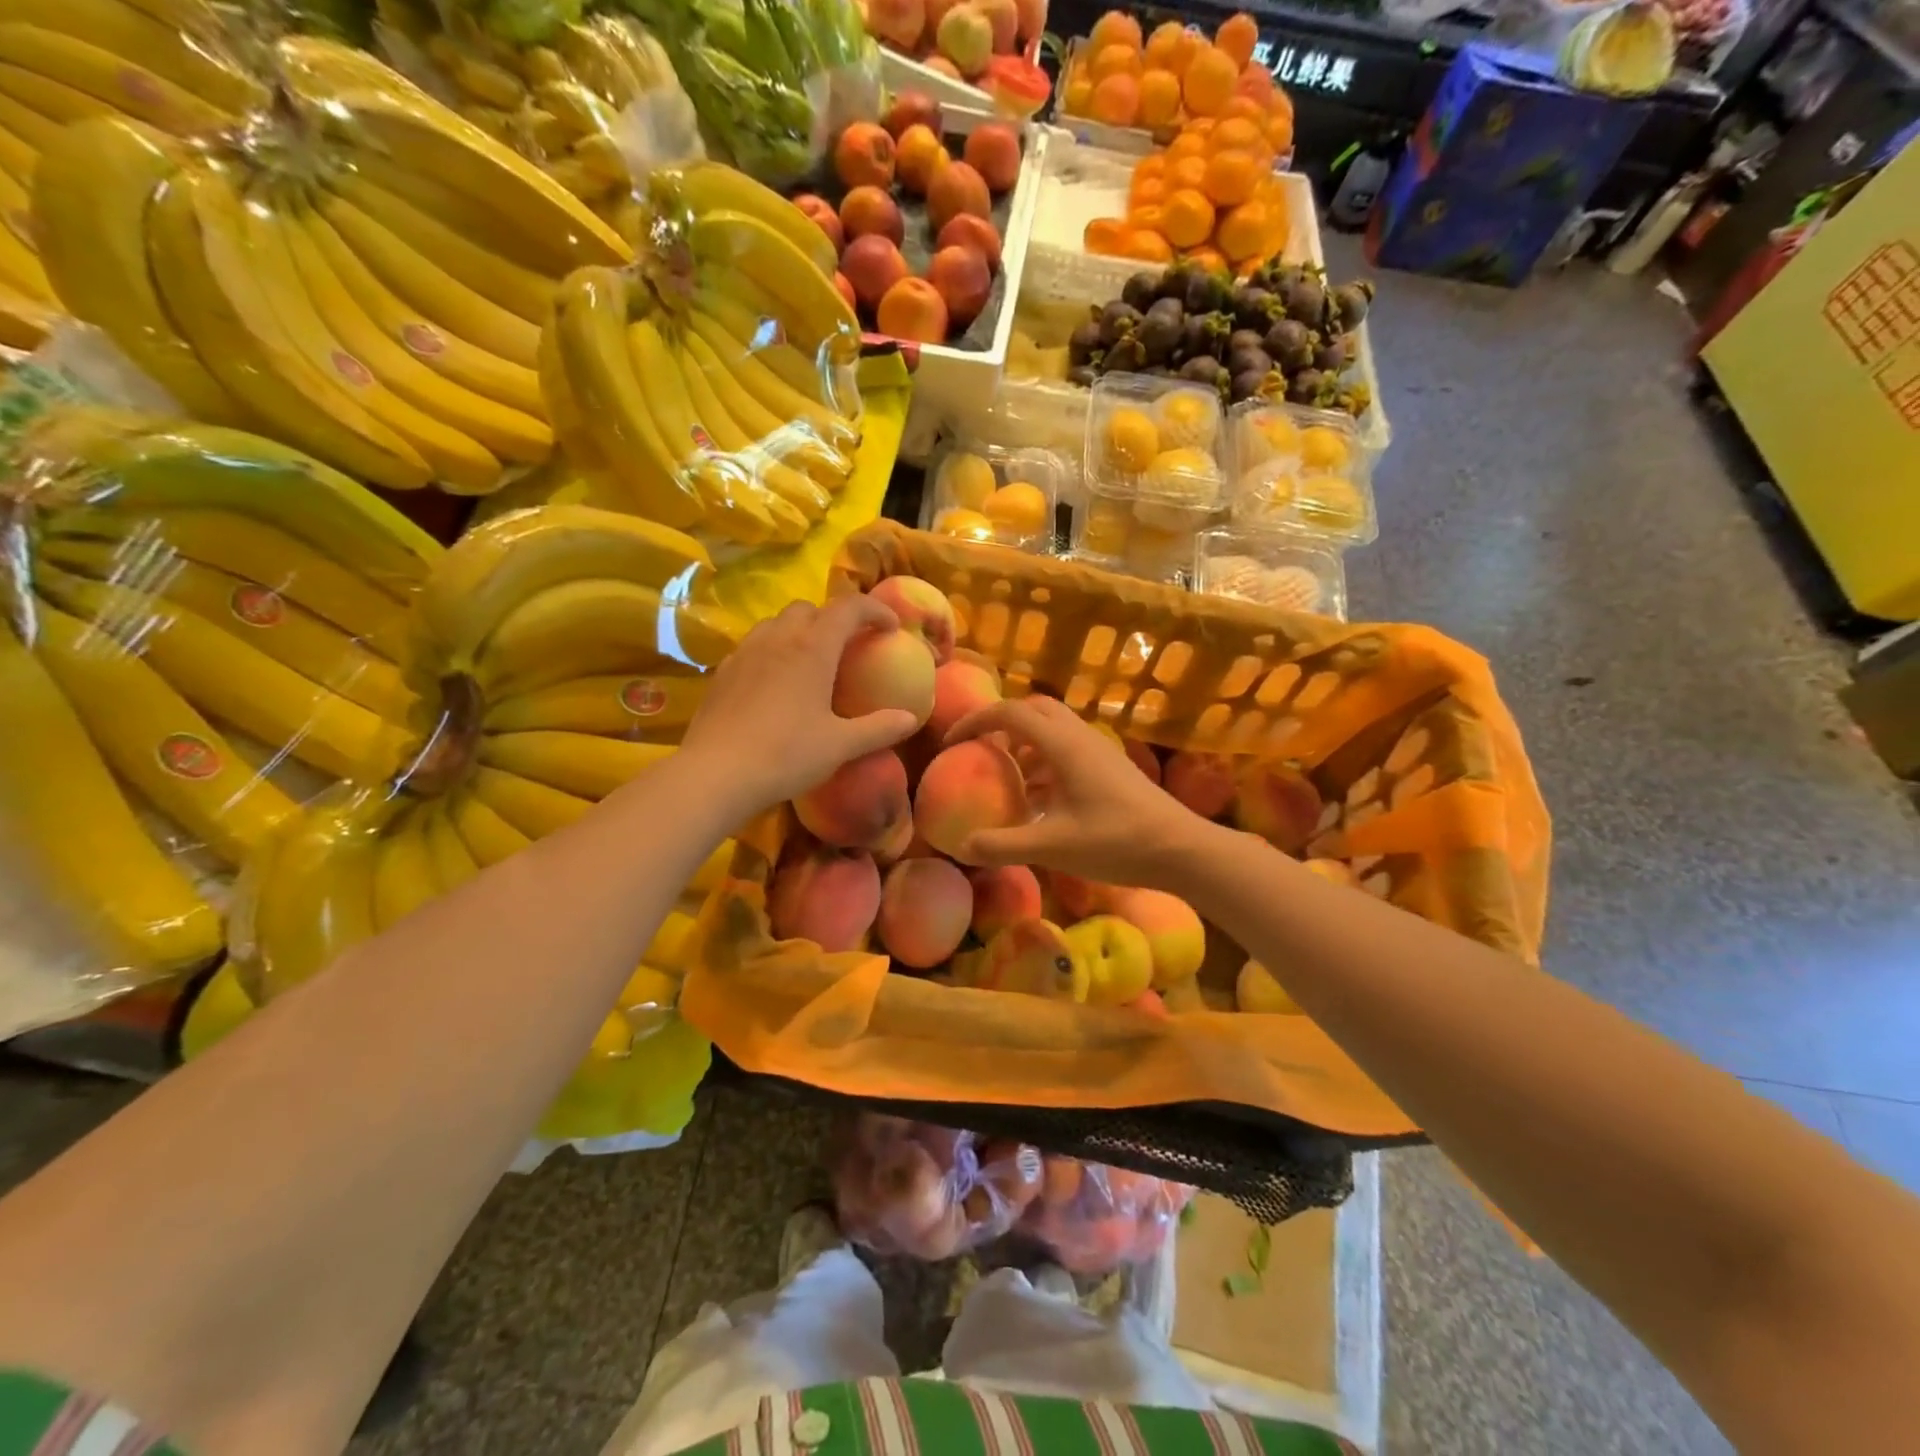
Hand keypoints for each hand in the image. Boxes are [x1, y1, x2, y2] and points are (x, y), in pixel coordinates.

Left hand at [680, 595, 918, 817]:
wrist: (715, 774)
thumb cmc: (785, 755)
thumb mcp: (840, 746)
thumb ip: (879, 729)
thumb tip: (911, 719)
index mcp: (812, 648)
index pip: (848, 608)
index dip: (874, 610)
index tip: (891, 627)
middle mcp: (777, 639)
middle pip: (809, 608)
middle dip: (833, 618)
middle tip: (848, 646)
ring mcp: (745, 652)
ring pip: (776, 623)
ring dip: (800, 631)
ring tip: (811, 661)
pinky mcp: (723, 671)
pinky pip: (753, 645)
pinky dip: (773, 650)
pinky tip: (775, 683)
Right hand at [944, 694, 1209, 889]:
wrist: (1181, 849)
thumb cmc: (1116, 842)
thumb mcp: (1053, 847)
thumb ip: (1003, 845)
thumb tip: (961, 846)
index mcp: (1063, 745)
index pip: (1010, 713)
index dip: (975, 721)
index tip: (951, 743)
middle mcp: (1080, 737)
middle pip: (1033, 709)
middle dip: (1001, 723)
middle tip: (980, 750)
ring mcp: (1098, 750)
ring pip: (1053, 728)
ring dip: (1024, 743)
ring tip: (1006, 776)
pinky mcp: (1110, 766)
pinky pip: (1068, 749)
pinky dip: (1044, 761)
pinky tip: (1039, 799)